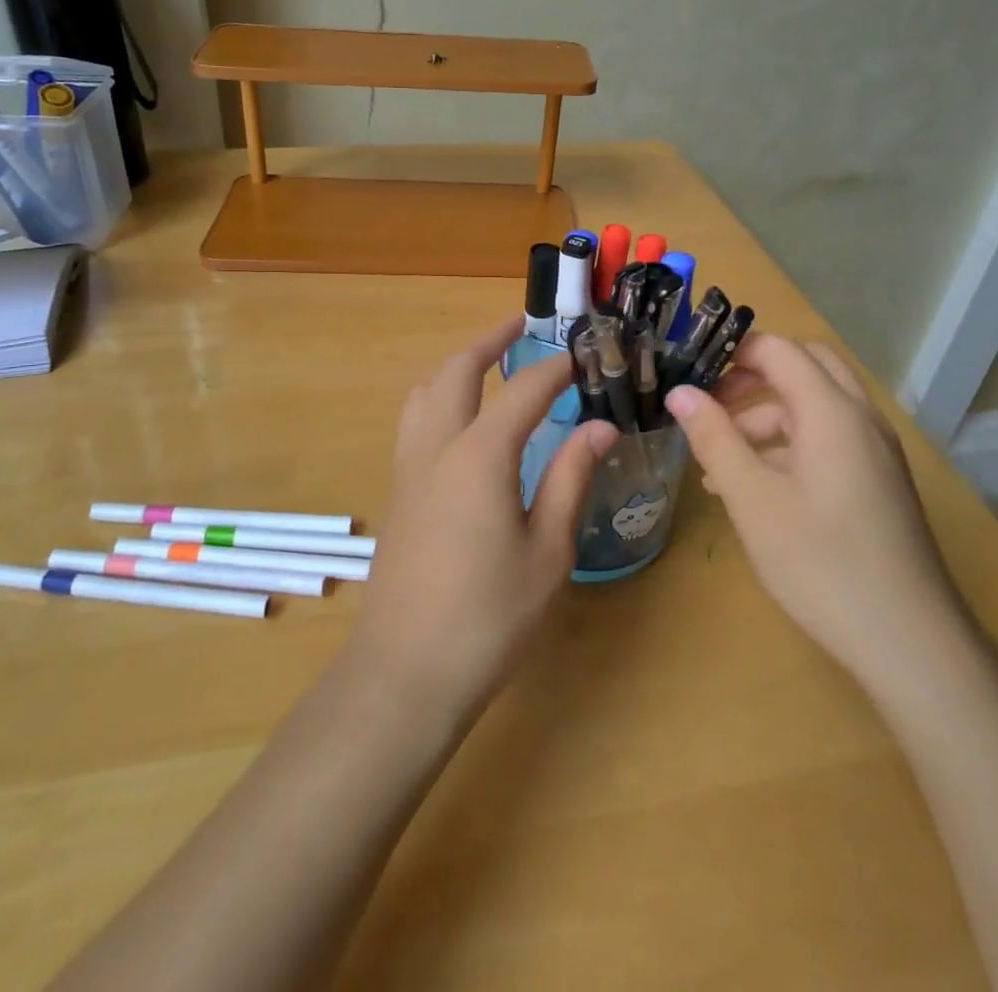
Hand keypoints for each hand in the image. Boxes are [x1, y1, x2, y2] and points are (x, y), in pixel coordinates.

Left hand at [351, 318, 617, 713]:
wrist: (404, 672)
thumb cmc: (488, 616)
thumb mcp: (548, 550)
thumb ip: (571, 479)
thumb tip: (600, 427)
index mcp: (478, 455)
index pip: (522, 390)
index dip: (555, 368)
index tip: (582, 355)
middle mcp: (436, 447)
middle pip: (456, 371)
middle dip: (488, 341)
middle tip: (520, 326)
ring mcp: (408, 468)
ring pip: (424, 391)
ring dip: (455, 365)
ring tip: (485, 361)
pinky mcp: (397, 493)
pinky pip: (415, 420)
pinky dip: (439, 396)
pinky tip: (460, 421)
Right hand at [665, 334, 968, 682]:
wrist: (910, 642)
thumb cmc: (821, 563)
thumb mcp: (752, 499)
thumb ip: (714, 439)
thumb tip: (680, 392)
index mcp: (831, 411)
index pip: (779, 349)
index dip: (733, 352)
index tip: (690, 372)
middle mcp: (860, 418)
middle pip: (805, 367)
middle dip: (753, 377)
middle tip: (711, 404)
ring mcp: (875, 451)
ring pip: (815, 406)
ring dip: (766, 415)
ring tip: (718, 460)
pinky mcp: (879, 481)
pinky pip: (829, 439)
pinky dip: (789, 444)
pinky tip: (755, 487)